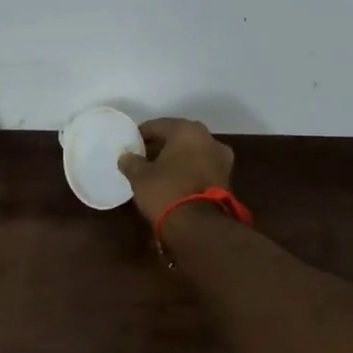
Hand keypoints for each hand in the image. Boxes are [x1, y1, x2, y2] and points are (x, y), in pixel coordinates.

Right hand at [118, 118, 234, 226]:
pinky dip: (188, 170)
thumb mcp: (140, 177)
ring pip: (192, 152)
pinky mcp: (226, 179)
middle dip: (160, 145)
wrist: (200, 226)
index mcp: (187, 130)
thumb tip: (126, 156)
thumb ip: (131, 162)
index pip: (158, 125)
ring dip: (176, 158)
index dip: (142, 134)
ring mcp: (221, 159)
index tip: (130, 144)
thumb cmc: (167, 191)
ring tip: (157, 170)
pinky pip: (201, 167)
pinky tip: (174, 181)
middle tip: (142, 156)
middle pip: (178, 137)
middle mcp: (209, 138)